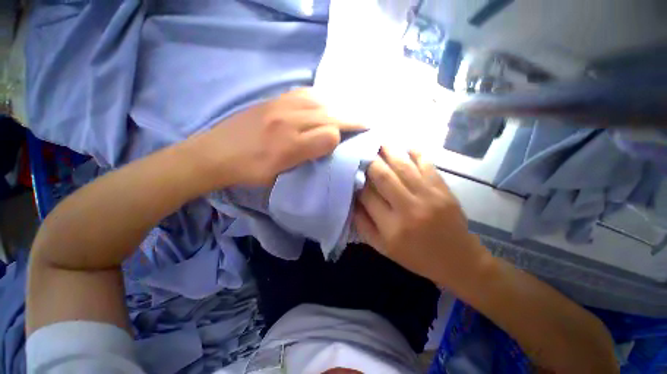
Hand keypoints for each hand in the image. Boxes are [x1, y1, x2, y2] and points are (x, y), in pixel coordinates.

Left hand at [188, 89, 363, 186]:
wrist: (214, 153)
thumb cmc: (248, 171)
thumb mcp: (279, 177)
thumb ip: (306, 160)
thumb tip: (327, 145)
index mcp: (290, 146)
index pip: (329, 135)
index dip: (342, 139)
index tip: (350, 144)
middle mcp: (288, 121)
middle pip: (329, 115)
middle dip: (352, 119)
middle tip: (367, 122)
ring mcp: (279, 106)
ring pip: (320, 101)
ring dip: (339, 107)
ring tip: (349, 113)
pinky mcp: (273, 100)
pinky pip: (304, 93)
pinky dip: (320, 98)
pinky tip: (325, 103)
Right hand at [354, 147, 487, 287]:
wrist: (458, 260)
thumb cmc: (416, 257)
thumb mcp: (383, 248)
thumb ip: (364, 225)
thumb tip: (352, 201)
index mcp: (391, 227)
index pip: (367, 196)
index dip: (357, 182)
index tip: (352, 173)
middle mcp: (409, 208)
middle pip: (383, 176)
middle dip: (369, 162)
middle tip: (362, 152)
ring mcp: (428, 196)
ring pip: (403, 166)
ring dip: (389, 151)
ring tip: (379, 142)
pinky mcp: (443, 189)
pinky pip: (427, 164)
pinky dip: (415, 152)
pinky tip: (406, 146)